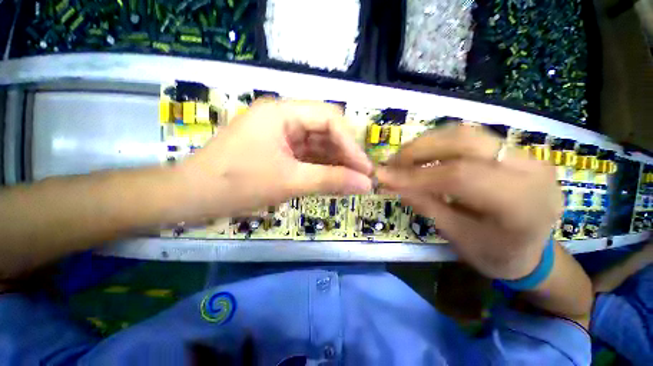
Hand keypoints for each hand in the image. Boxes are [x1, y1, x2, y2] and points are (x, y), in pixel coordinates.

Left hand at [176, 100, 372, 217]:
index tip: (364, 169)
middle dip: (345, 153)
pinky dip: (321, 168)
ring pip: (318, 144)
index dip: (351, 144)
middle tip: (361, 176)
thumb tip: (366, 185)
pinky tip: (333, 180)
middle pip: (325, 130)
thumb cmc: (237, 184)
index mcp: (282, 112)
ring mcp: (280, 134)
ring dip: (335, 162)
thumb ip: (331, 180)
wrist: (192, 197)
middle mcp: (283, 117)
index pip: (329, 119)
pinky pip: (307, 156)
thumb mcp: (290, 181)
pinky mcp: (278, 150)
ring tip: (352, 181)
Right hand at [377, 125, 562, 279]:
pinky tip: (422, 156)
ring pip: (465, 133)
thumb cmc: (496, 254)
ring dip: (426, 143)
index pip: (459, 176)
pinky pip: (470, 138)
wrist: (534, 252)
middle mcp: (530, 169)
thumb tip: (390, 183)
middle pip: (464, 141)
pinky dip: (439, 144)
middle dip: (418, 149)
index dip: (415, 174)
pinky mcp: (513, 151)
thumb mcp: (456, 235)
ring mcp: (525, 154)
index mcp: (521, 202)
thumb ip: (424, 204)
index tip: (384, 176)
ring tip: (402, 159)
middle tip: (391, 162)